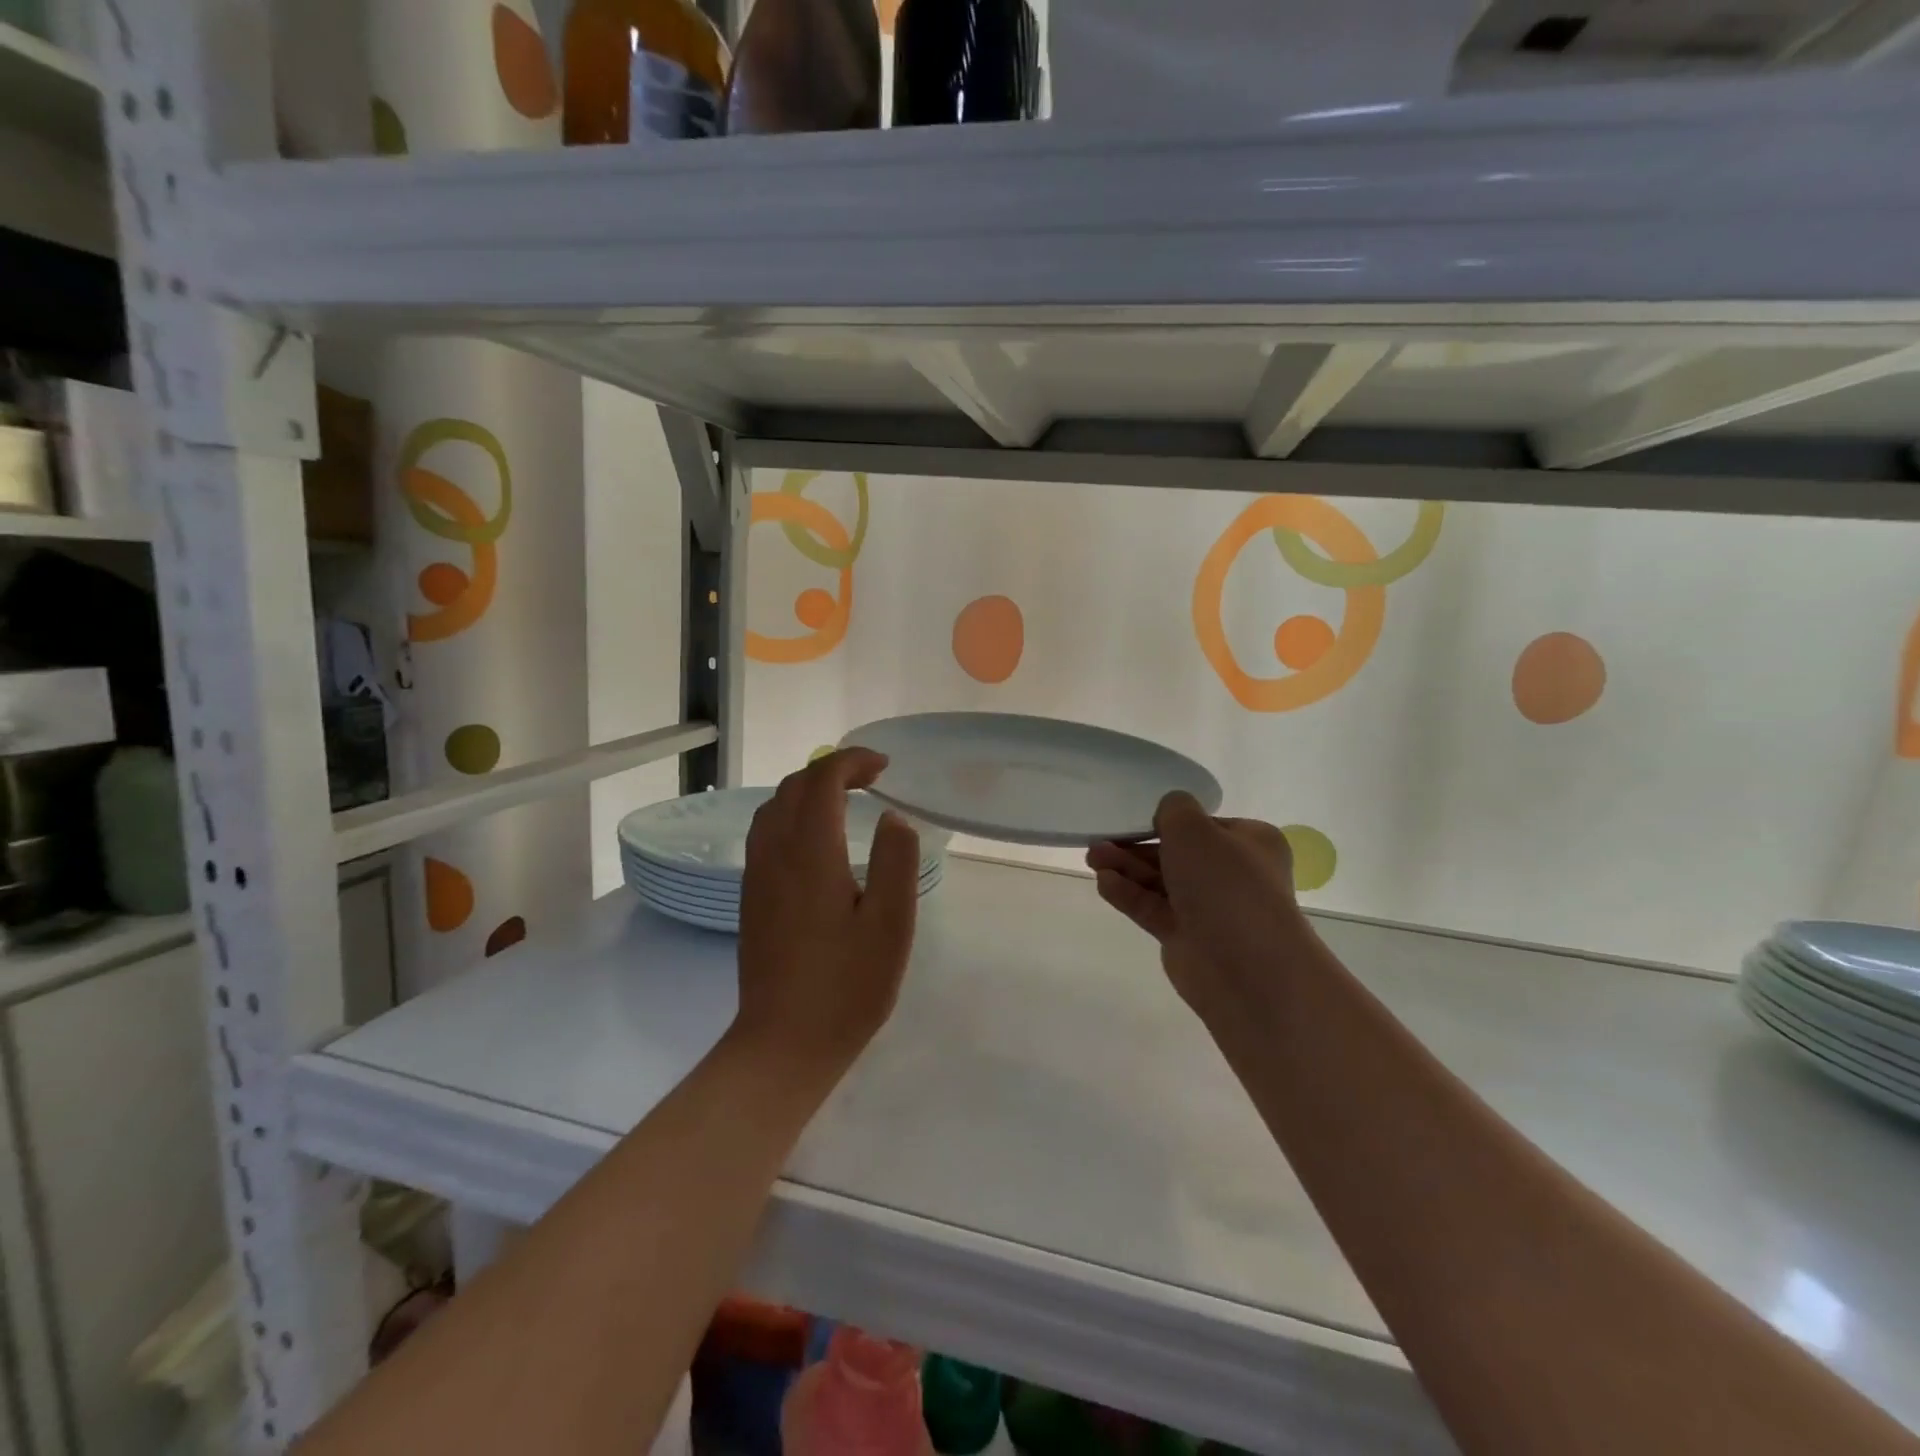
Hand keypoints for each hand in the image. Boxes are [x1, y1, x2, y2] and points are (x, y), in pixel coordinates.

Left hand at [735, 748, 921, 1077]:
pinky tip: (817, 841)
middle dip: (831, 770)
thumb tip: (893, 818)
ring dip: (808, 791)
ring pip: (774, 808)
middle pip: (793, 787)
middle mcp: (775, 854)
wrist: (783, 1044)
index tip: (884, 768)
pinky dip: (793, 815)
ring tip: (845, 801)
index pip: (821, 780)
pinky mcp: (751, 898)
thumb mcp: (891, 924)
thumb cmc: (846, 986)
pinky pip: (766, 833)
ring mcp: (757, 876)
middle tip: (872, 780)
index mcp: (810, 853)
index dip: (852, 762)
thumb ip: (896, 862)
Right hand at [1086, 792, 1307, 1023]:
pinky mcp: (1186, 937)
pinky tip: (1103, 882)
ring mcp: (1210, 909)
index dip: (1170, 822)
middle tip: (1100, 841)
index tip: (1136, 819)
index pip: (1205, 826)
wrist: (1246, 968)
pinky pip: (1153, 908)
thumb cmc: (1225, 885)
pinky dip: (1129, 894)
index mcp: (1251, 844)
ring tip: (1092, 858)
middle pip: (1177, 854)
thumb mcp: (1195, 829)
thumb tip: (1169, 813)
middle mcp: (1233, 875)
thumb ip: (1174, 810)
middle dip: (1137, 846)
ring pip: (1161, 881)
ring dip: (1127, 868)